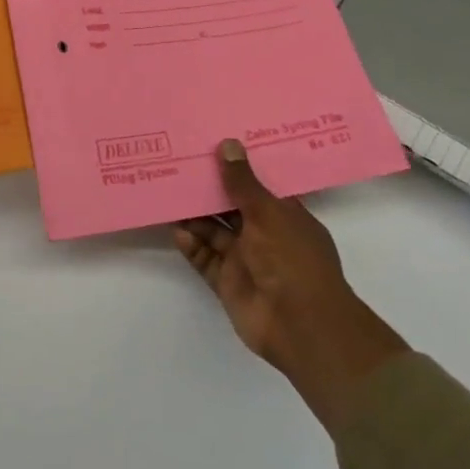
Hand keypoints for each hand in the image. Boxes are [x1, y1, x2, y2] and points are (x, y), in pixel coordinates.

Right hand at [175, 140, 408, 426]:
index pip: (258, 186)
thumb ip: (242, 182)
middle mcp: (265, 235)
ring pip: (215, 232)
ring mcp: (245, 260)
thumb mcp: (267, 212)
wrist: (300, 325)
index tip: (211, 143)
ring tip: (169, 193)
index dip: (237, 167)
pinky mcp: (228, 283)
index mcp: (284, 215)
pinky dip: (192, 245)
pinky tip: (177, 230)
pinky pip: (205, 259)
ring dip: (195, 216)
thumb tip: (228, 144)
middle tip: (179, 163)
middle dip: (209, 189)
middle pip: (232, 207)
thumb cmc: (292, 259)